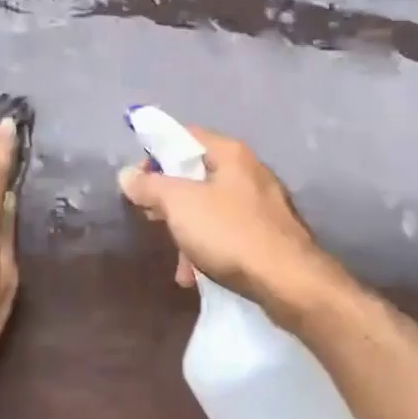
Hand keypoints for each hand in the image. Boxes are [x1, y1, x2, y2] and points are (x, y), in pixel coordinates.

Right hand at [117, 124, 340, 313]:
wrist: (289, 282)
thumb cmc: (230, 233)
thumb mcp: (180, 205)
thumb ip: (151, 186)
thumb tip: (128, 174)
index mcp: (231, 154)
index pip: (186, 136)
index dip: (157, 153)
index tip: (138, 180)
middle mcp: (251, 172)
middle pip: (198, 175)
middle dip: (171, 200)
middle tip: (152, 218)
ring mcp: (264, 205)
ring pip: (212, 209)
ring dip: (189, 233)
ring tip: (179, 264)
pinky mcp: (271, 236)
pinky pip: (230, 234)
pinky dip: (210, 250)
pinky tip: (199, 277)